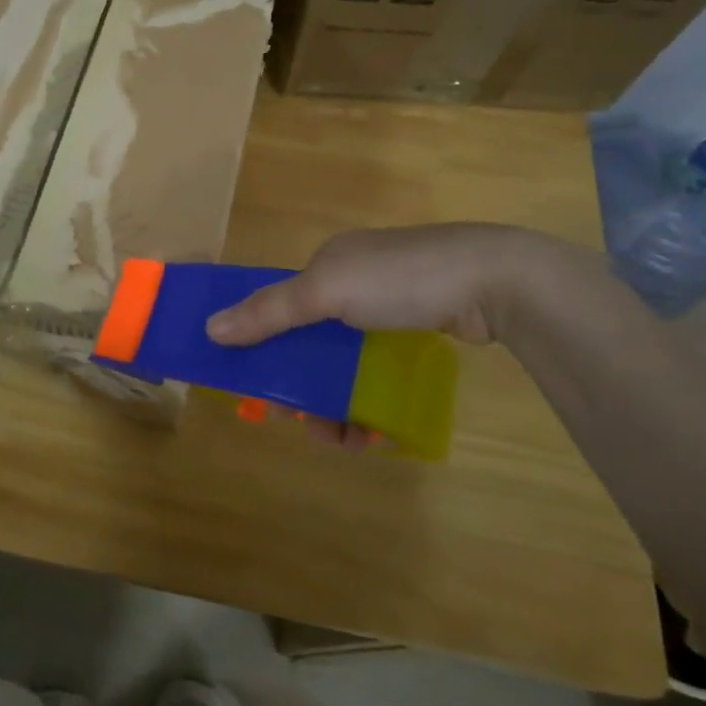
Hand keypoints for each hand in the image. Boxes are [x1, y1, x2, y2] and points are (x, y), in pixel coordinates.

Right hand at [205, 224, 560, 449]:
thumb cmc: (400, 280)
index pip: (279, 305)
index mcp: (327, 266)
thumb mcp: (327, 291)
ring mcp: (389, 310)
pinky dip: (370, 401)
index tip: (258, 386)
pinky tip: (374, 432)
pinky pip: (378, 372)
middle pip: (310, 341)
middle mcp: (353, 284)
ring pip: (345, 363)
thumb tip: (210, 328)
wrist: (494, 281)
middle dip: (302, 385)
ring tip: (342, 440)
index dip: (263, 344)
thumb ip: (270, 311)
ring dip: (335, 403)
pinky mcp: (419, 332)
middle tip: (302, 422)